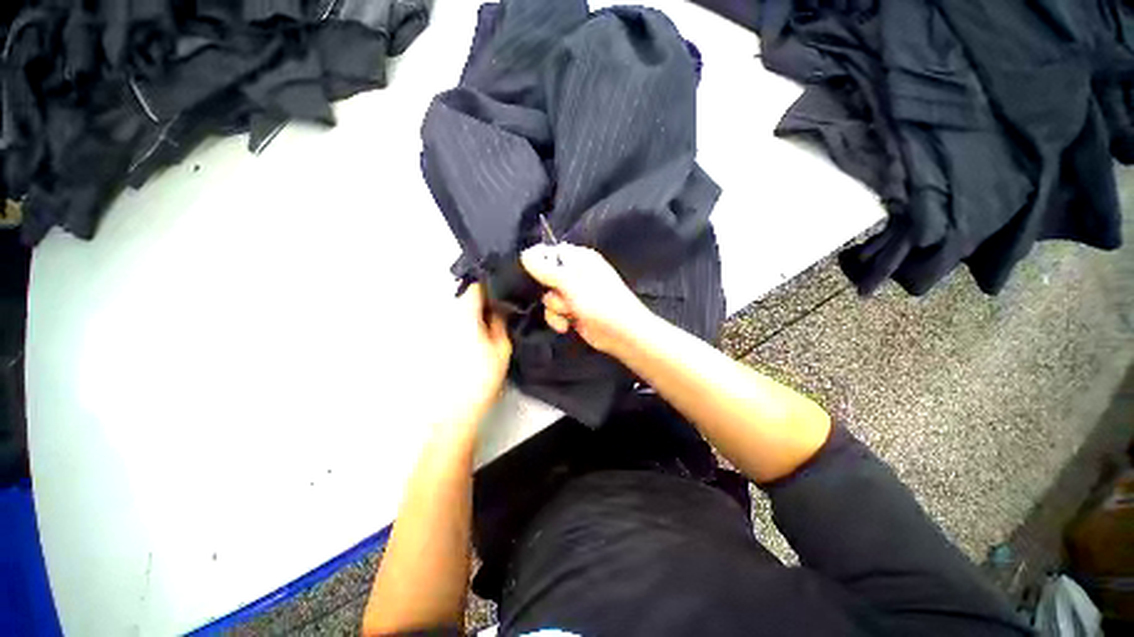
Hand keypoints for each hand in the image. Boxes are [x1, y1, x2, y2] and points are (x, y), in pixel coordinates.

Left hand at [434, 283, 511, 432]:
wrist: (454, 410)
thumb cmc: (481, 379)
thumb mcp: (501, 349)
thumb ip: (500, 323)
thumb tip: (499, 307)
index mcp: (463, 316)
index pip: (475, 288)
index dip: (490, 286)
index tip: (503, 290)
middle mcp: (446, 318)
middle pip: (465, 298)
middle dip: (483, 300)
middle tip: (500, 309)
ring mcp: (437, 330)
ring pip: (458, 312)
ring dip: (473, 313)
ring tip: (489, 324)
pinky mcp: (433, 342)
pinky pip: (451, 324)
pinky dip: (463, 324)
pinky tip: (474, 338)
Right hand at [520, 243, 652, 353]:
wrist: (621, 334)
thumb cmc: (600, 302)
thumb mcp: (571, 284)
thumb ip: (546, 269)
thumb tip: (524, 254)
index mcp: (579, 258)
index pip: (549, 253)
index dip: (539, 264)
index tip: (535, 275)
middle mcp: (575, 273)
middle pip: (545, 277)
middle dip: (550, 291)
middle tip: (561, 296)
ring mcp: (573, 294)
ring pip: (548, 297)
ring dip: (555, 309)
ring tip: (569, 313)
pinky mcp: (572, 311)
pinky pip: (553, 311)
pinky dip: (557, 319)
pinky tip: (566, 326)